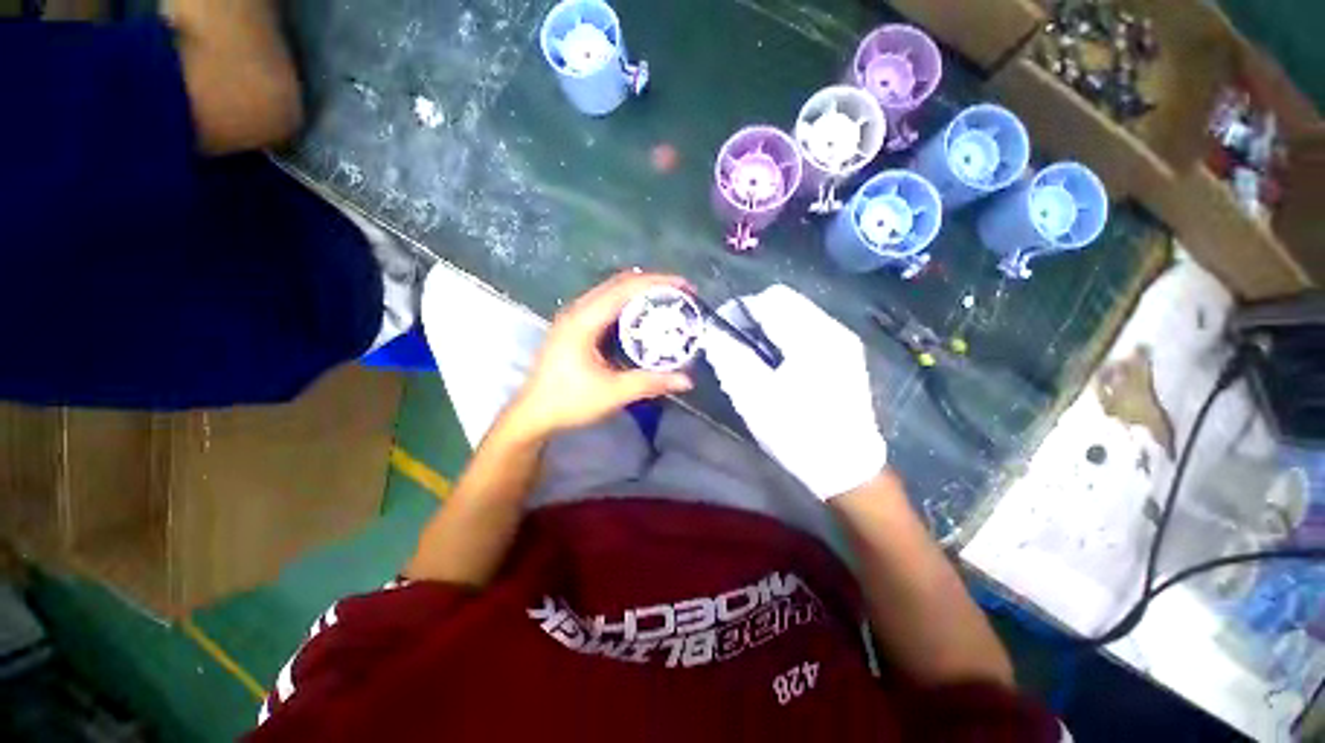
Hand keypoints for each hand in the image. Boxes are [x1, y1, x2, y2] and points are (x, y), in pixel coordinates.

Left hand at [506, 271, 694, 438]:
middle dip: (652, 284)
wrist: (533, 414)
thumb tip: (687, 380)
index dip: (658, 283)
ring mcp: (573, 317)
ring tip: (666, 302)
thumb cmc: (569, 402)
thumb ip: (651, 383)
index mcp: (584, 320)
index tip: (686, 287)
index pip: (625, 288)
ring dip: (639, 293)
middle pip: (618, 283)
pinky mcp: (573, 327)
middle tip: (681, 294)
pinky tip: (641, 318)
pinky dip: (627, 305)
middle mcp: (577, 311)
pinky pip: (604, 305)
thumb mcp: (613, 393)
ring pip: (610, 292)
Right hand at [703, 285, 887, 499]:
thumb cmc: (798, 434)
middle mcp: (833, 330)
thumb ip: (731, 359)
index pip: (770, 300)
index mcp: (813, 339)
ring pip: (797, 313)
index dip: (740, 309)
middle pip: (785, 301)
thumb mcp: (755, 399)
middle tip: (735, 343)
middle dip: (754, 316)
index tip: (721, 330)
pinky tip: (777, 361)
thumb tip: (713, 333)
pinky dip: (786, 335)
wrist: (847, 467)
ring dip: (770, 325)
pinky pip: (808, 328)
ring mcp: (843, 341)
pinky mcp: (846, 353)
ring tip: (753, 354)